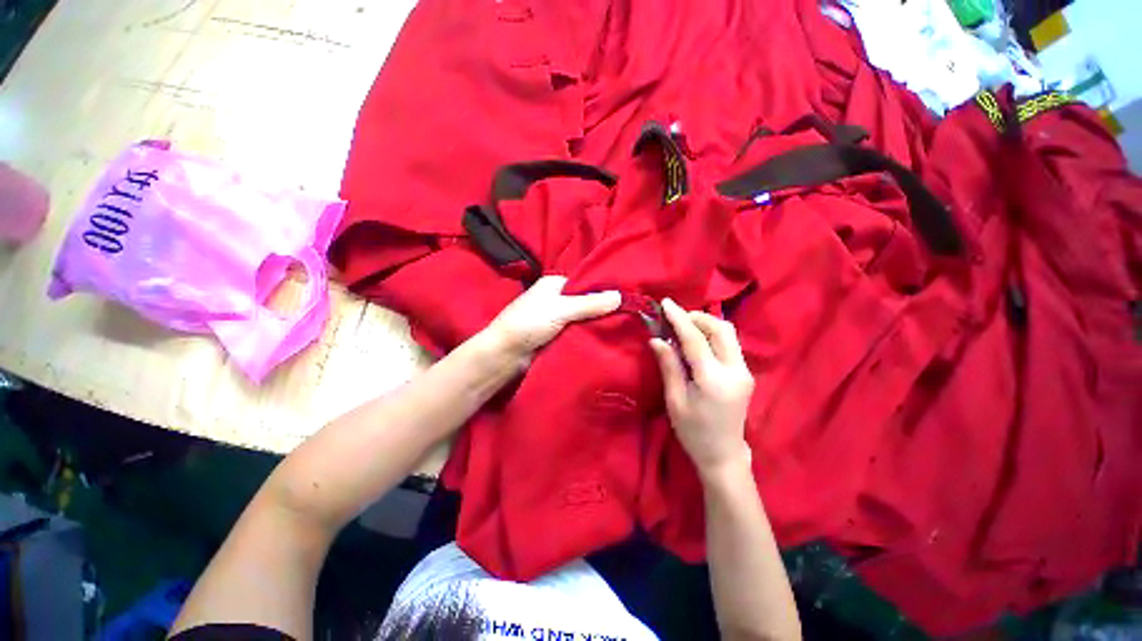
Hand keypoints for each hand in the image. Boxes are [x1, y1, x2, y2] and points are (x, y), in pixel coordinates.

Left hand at [482, 275, 621, 364]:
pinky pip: (575, 332)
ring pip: (581, 319)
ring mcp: (554, 318)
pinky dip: (585, 335)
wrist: (505, 354)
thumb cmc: (530, 323)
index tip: (623, 300)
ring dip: (593, 325)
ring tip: (619, 329)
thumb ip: (590, 304)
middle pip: (584, 302)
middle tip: (625, 317)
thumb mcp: (562, 309)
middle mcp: (554, 298)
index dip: (602, 291)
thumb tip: (620, 297)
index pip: (584, 283)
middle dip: (600, 310)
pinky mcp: (554, 335)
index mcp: (554, 284)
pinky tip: (602, 339)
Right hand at [651, 298, 754, 477]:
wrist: (723, 454)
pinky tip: (697, 341)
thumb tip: (656, 339)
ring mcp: (745, 371)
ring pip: (729, 333)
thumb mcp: (675, 400)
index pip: (695, 339)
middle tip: (676, 317)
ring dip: (706, 324)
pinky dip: (712, 335)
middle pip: (721, 329)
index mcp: (714, 380)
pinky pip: (730, 344)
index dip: (679, 318)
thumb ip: (669, 366)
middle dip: (698, 317)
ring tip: (684, 327)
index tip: (665, 303)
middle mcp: (735, 371)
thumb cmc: (693, 431)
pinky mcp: (745, 373)